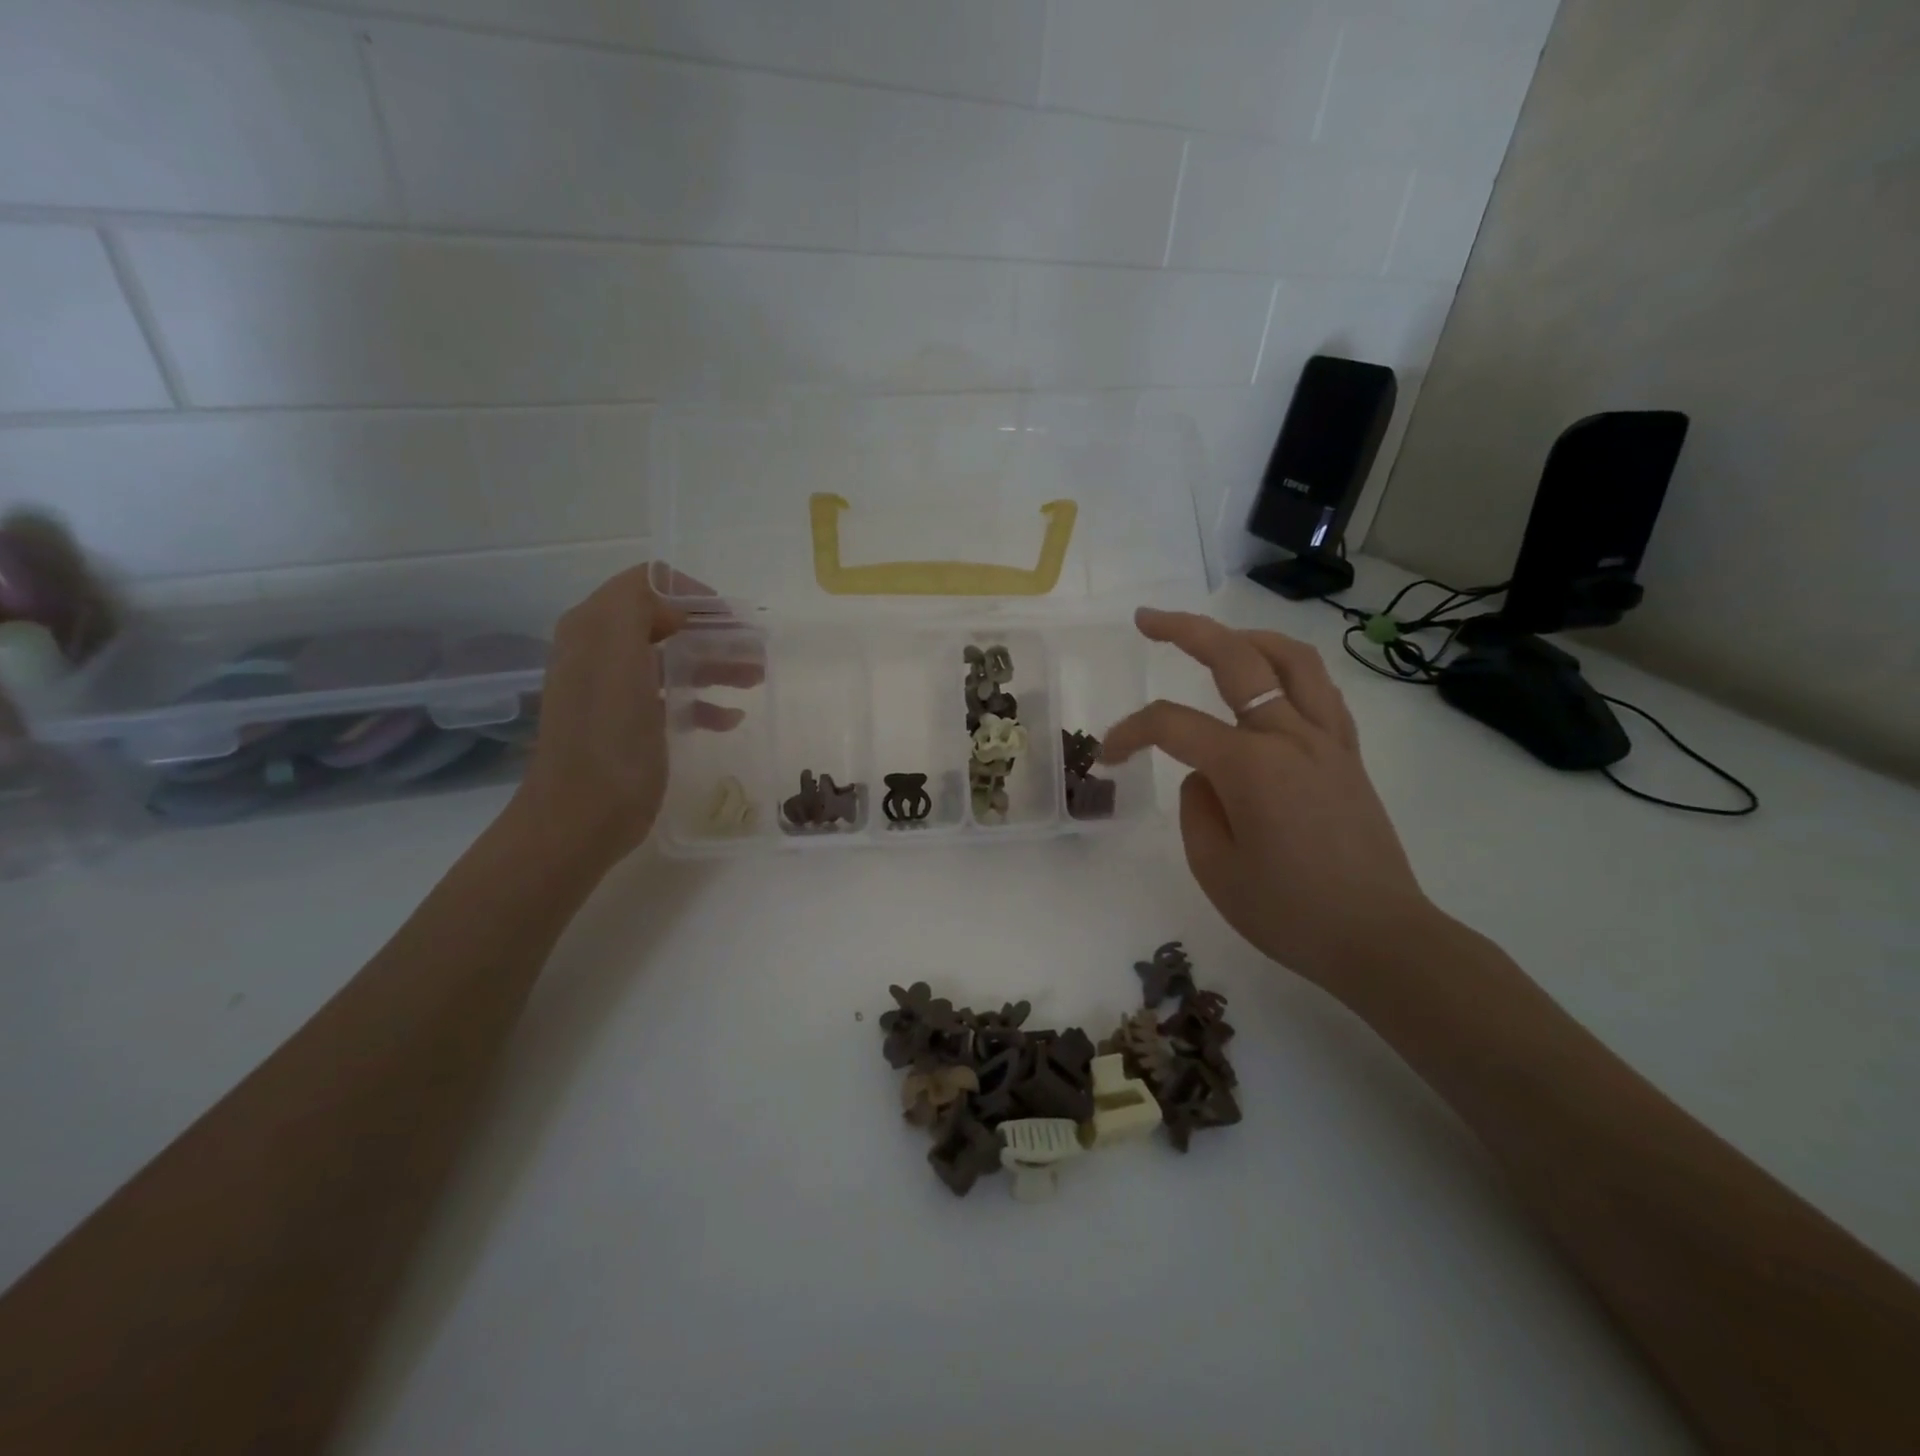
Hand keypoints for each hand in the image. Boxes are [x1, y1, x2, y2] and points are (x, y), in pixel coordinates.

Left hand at [508, 565, 745, 875]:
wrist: (581, 817)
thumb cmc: (607, 738)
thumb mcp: (616, 657)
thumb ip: (635, 608)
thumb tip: (672, 603)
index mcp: (594, 628)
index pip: (647, 584)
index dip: (691, 593)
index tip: (733, 618)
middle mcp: (600, 651)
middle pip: (665, 621)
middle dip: (713, 630)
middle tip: (756, 648)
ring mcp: (614, 689)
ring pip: (672, 659)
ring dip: (715, 663)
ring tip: (755, 677)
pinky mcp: (629, 724)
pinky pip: (671, 697)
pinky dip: (702, 701)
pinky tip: (729, 718)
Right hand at [1100, 608, 1436, 995]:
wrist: (1380, 939)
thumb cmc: (1290, 913)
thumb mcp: (1215, 868)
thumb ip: (1197, 808)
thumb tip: (1206, 776)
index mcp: (1249, 766)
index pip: (1172, 726)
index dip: (1129, 733)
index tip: (1107, 757)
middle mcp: (1290, 736)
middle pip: (1235, 658)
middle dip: (1185, 630)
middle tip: (1147, 620)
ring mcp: (1328, 740)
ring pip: (1290, 659)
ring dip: (1246, 637)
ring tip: (1215, 639)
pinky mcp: (1349, 754)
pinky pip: (1319, 690)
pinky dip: (1287, 669)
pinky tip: (1269, 683)